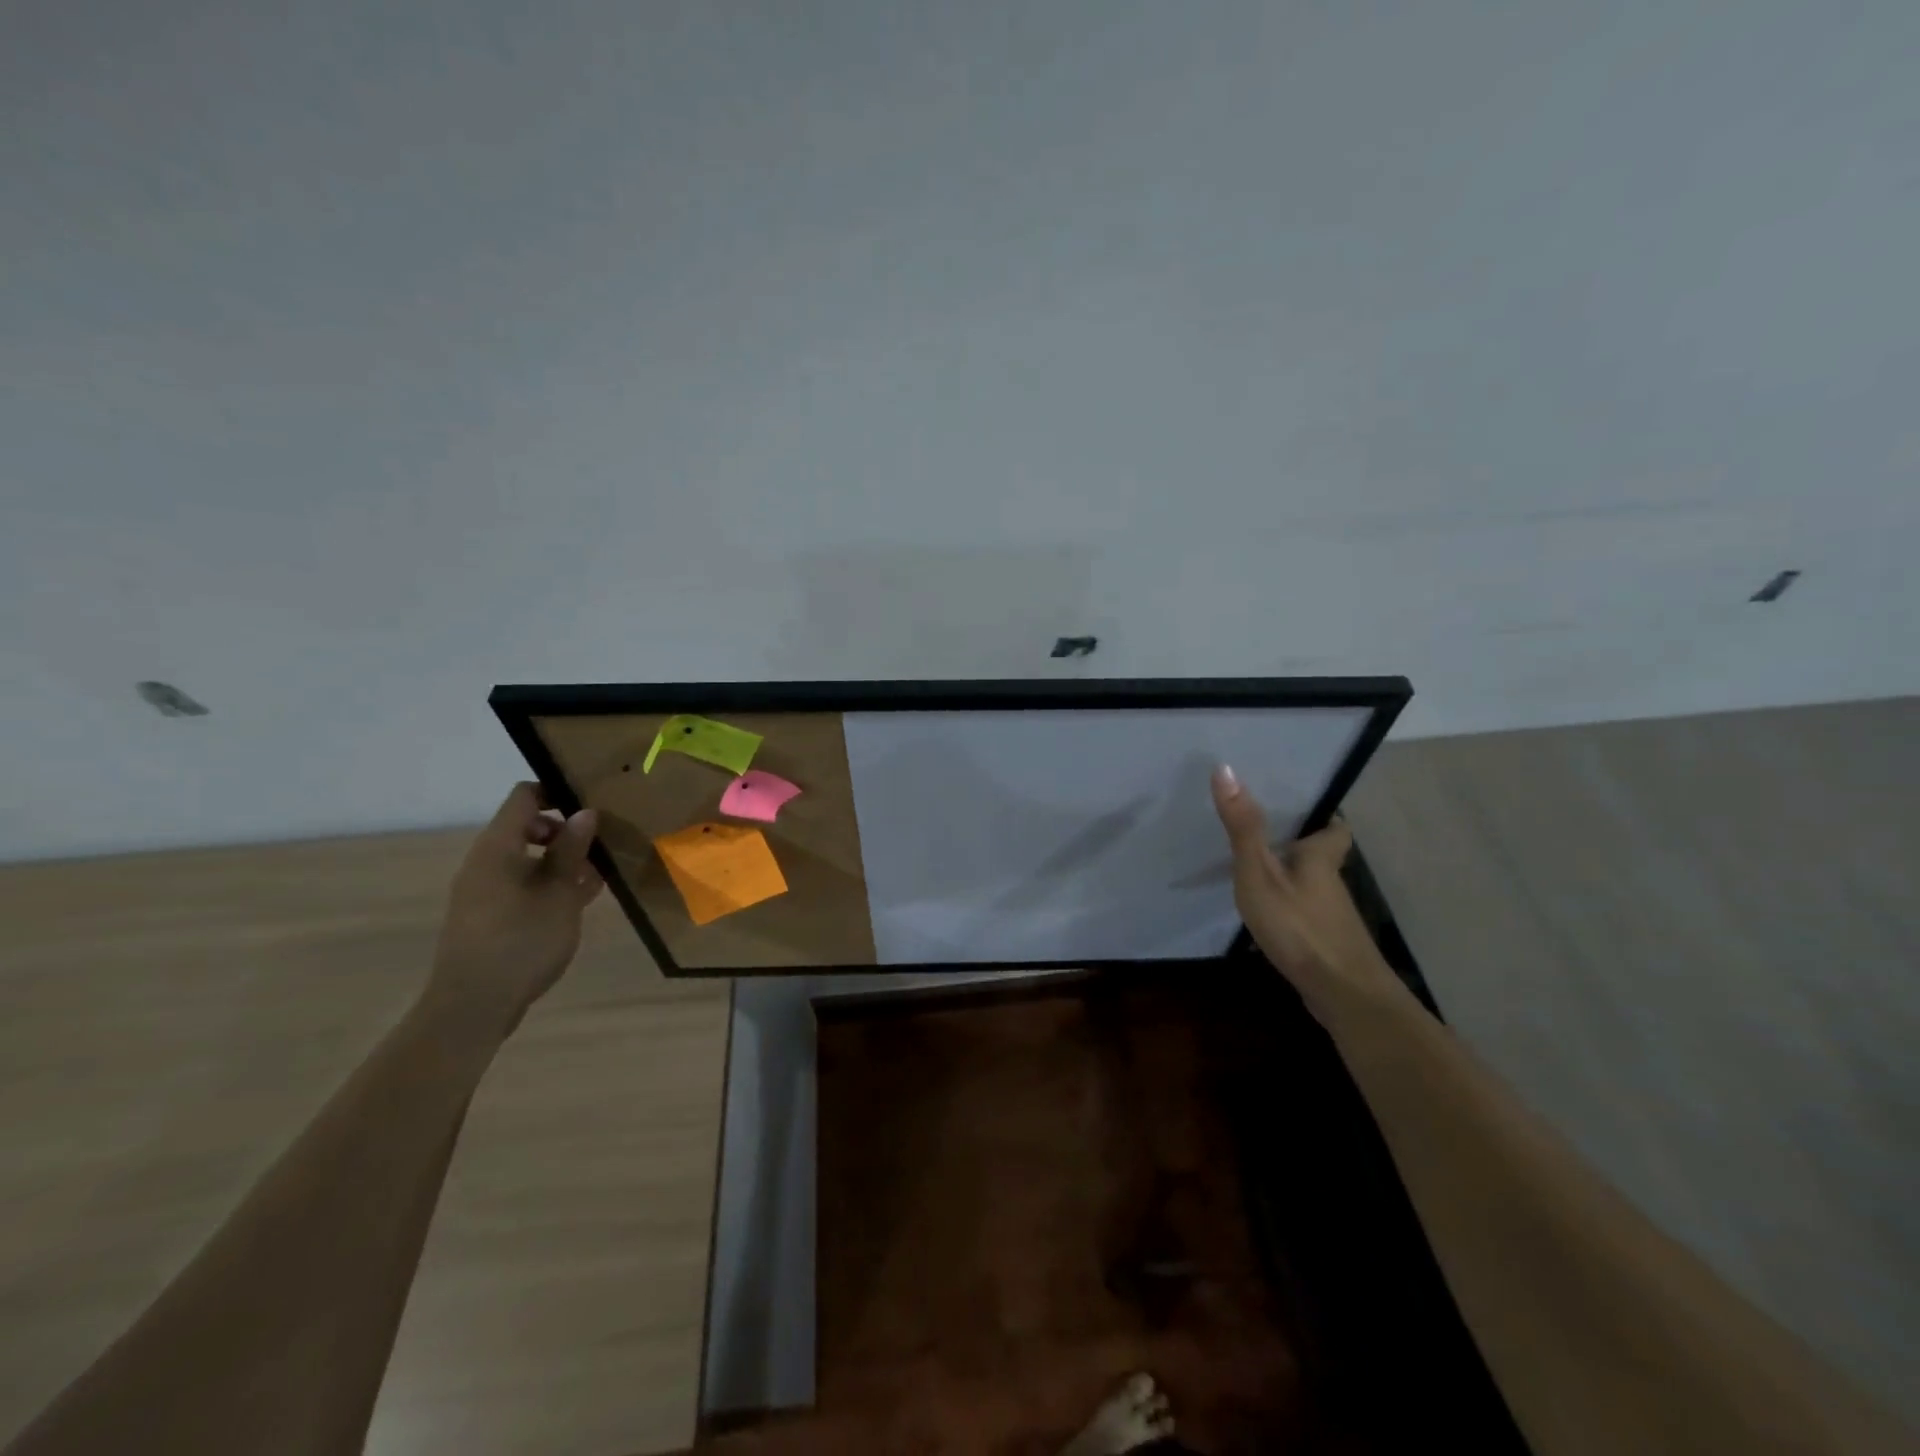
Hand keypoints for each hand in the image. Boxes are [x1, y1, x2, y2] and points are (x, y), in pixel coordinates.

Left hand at [425, 783, 603, 1038]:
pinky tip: (582, 899)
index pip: (524, 797)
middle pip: (528, 827)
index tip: (593, 801)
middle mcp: (486, 862)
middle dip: (567, 830)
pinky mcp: (490, 916)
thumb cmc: (521, 941)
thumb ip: (572, 850)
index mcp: (498, 847)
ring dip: (563, 860)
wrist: (473, 1007)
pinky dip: (550, 884)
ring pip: (528, 859)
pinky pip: (523, 885)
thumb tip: (585, 812)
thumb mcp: (559, 893)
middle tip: (604, 841)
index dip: (557, 791)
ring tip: (601, 872)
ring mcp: (485, 891)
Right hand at [1210, 764, 1404, 1019]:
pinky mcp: (1325, 943)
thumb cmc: (1300, 927)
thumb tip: (1225, 768)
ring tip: (1255, 866)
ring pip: (1312, 885)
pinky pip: (1305, 913)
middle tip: (1266, 828)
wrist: (1344, 996)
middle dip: (1299, 843)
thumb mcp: (1260, 873)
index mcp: (1320, 858)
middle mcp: (1331, 883)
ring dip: (1291, 875)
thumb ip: (1243, 827)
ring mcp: (1331, 916)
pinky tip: (1265, 915)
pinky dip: (1289, 907)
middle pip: (1322, 856)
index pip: (1335, 828)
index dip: (1324, 816)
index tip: (1303, 805)